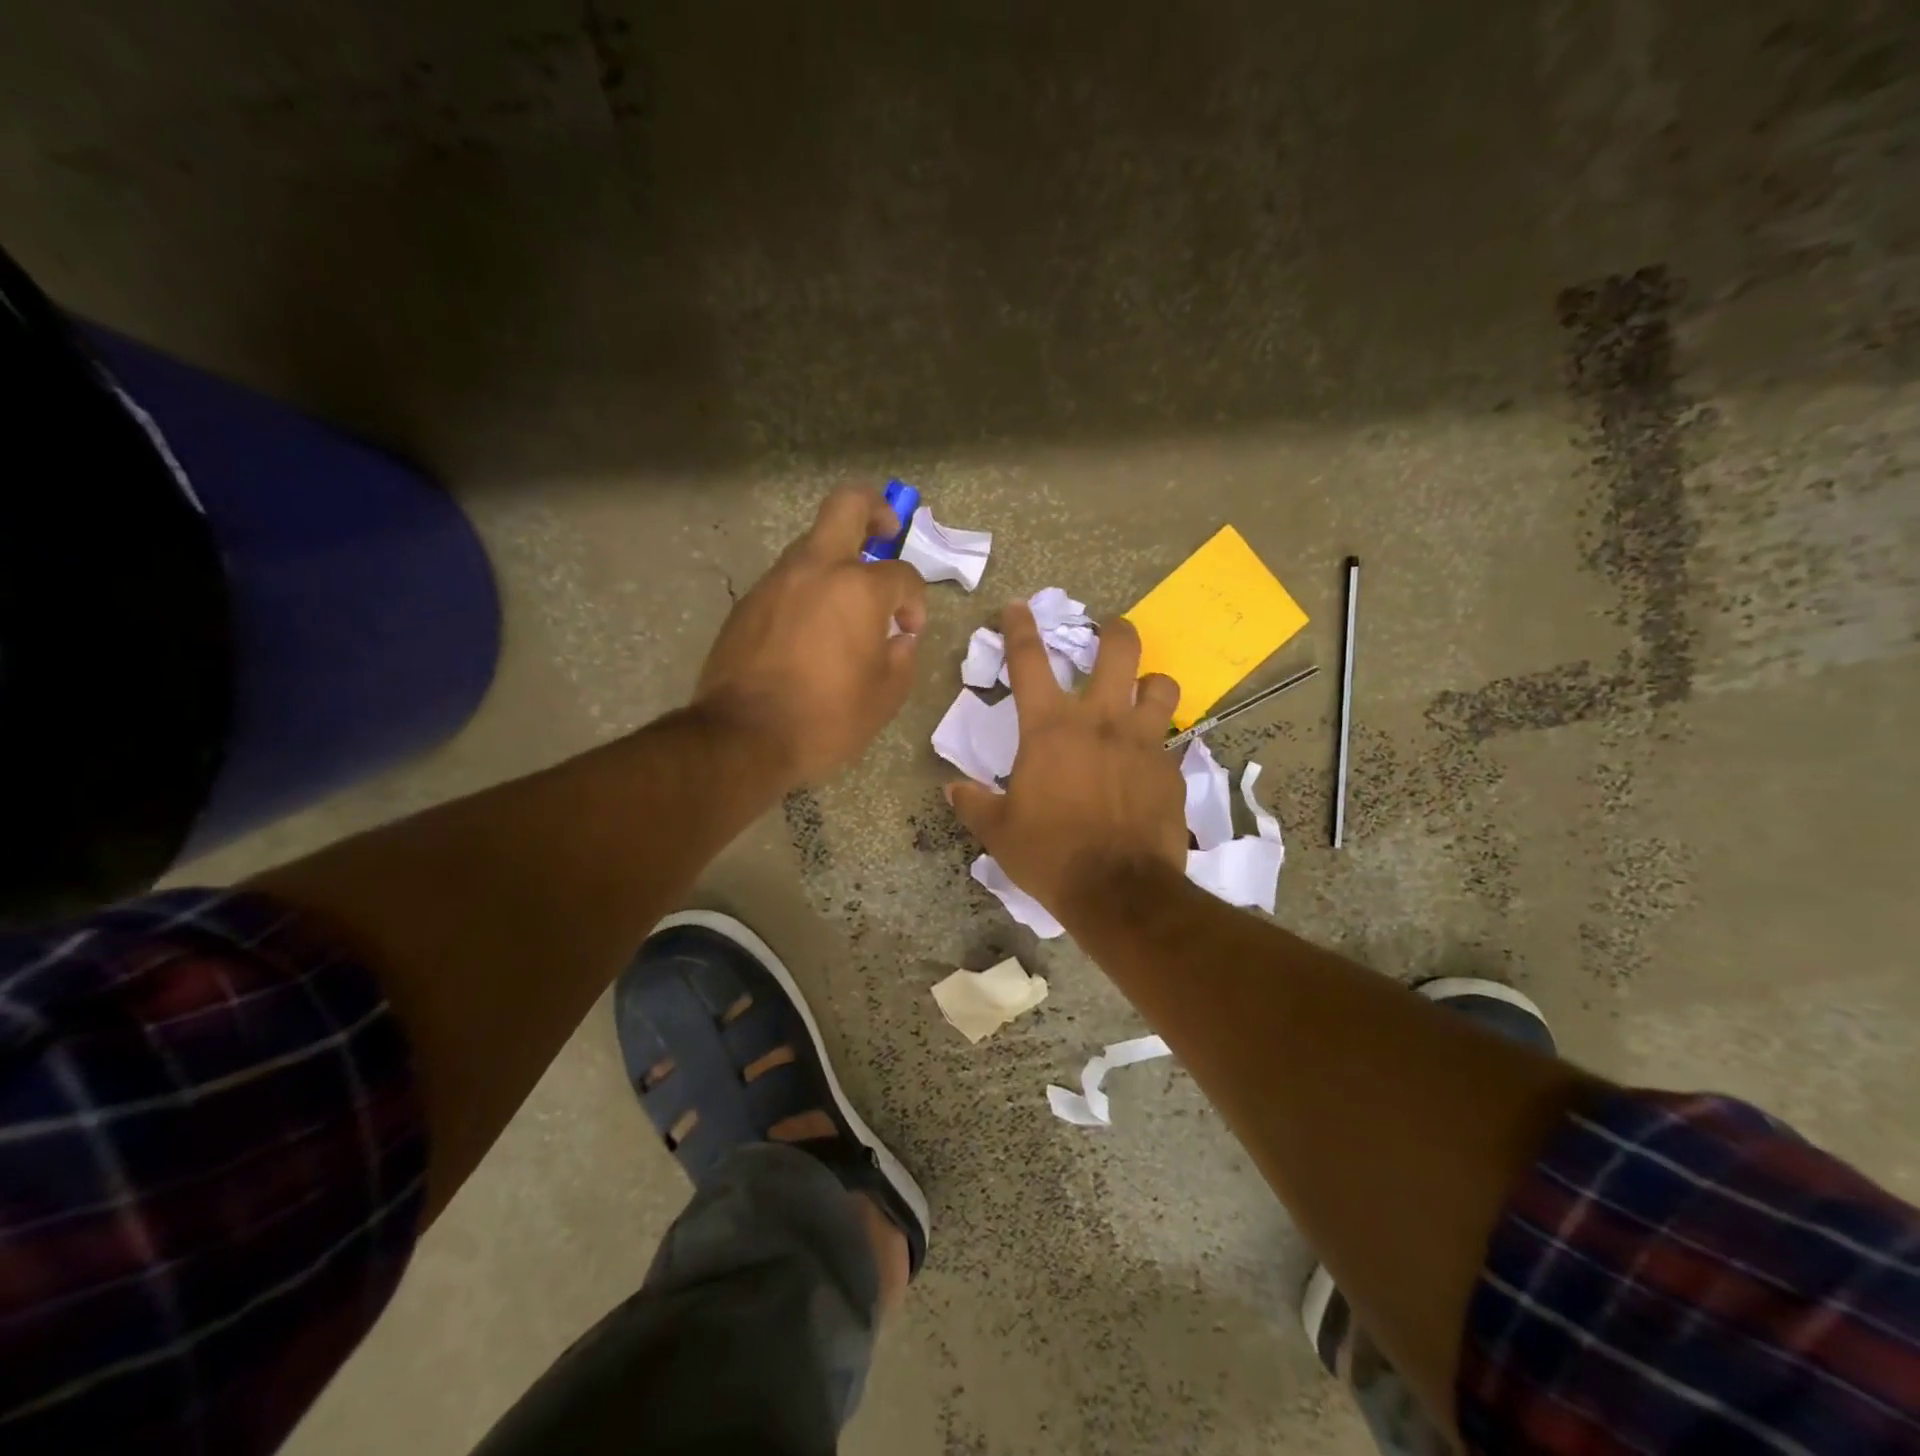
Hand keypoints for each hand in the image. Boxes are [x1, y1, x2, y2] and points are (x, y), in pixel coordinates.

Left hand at [693, 488, 927, 784]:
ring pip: (812, 545)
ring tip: (847, 606)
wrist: (743, 738)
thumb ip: (902, 657)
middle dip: (875, 510)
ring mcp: (774, 582)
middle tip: (887, 534)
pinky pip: (787, 581)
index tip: (908, 630)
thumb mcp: (885, 696)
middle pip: (846, 506)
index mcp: (857, 589)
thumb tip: (898, 637)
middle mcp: (814, 570)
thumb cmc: (826, 718)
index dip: (915, 601)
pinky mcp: (747, 604)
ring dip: (837, 561)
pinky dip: (807, 592)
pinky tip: (811, 632)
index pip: (902, 575)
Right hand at [946, 603, 1187, 920]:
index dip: (1019, 627)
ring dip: (1150, 683)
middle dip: (1114, 630)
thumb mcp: (999, 832)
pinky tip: (1150, 763)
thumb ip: (974, 803)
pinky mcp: (1171, 770)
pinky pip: (1171, 742)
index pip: (1028, 661)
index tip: (1017, 606)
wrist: (1119, 891)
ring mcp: (1143, 742)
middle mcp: (1100, 720)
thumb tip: (952, 788)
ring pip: (1161, 685)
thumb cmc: (1050, 854)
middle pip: (1118, 649)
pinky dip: (1160, 743)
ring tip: (1142, 693)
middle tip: (1109, 630)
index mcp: (1050, 728)